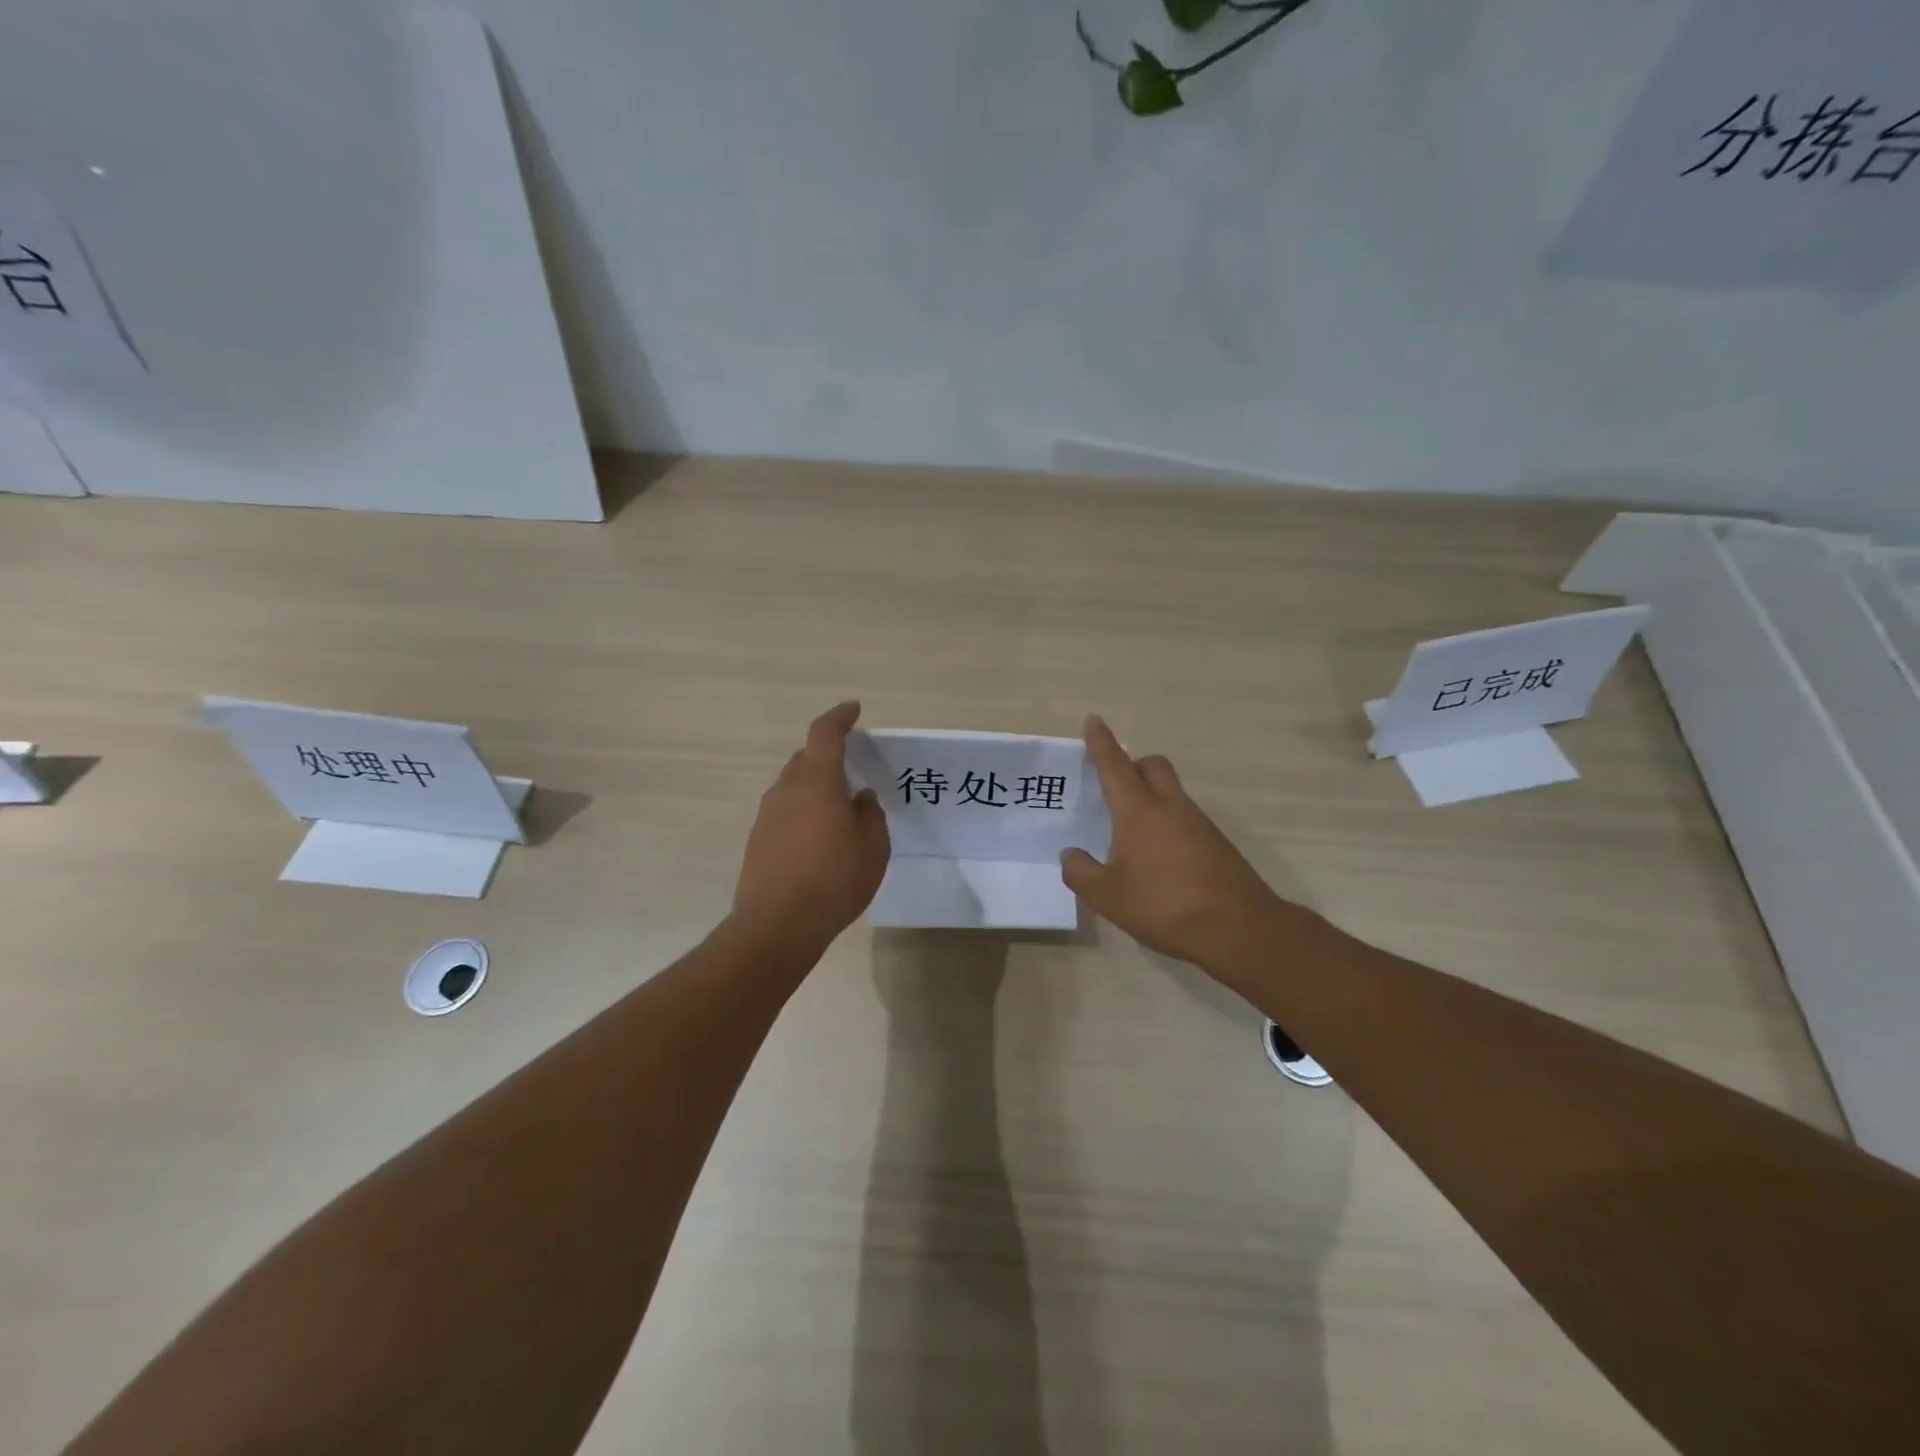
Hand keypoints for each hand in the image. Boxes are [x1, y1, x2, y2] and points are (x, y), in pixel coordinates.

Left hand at [734, 701, 890, 947]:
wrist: (777, 925)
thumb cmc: (834, 879)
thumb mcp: (873, 846)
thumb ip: (870, 814)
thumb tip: (860, 797)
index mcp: (817, 781)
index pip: (825, 733)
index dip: (840, 717)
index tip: (853, 710)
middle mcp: (786, 789)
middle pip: (806, 758)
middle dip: (828, 756)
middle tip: (852, 771)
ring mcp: (767, 815)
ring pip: (793, 786)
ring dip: (815, 787)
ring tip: (838, 812)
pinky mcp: (757, 840)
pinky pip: (784, 812)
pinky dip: (802, 813)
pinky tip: (817, 840)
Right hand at [1062, 715, 1306, 975]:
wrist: (1238, 929)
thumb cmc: (1164, 906)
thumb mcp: (1107, 897)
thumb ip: (1081, 872)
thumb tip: (1071, 855)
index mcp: (1139, 811)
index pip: (1115, 765)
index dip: (1101, 742)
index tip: (1093, 720)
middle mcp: (1170, 807)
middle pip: (1153, 765)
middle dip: (1133, 765)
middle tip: (1116, 785)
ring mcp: (1199, 823)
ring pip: (1172, 792)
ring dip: (1152, 797)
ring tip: (1132, 833)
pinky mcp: (1216, 843)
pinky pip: (1185, 818)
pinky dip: (1168, 823)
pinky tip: (1159, 858)